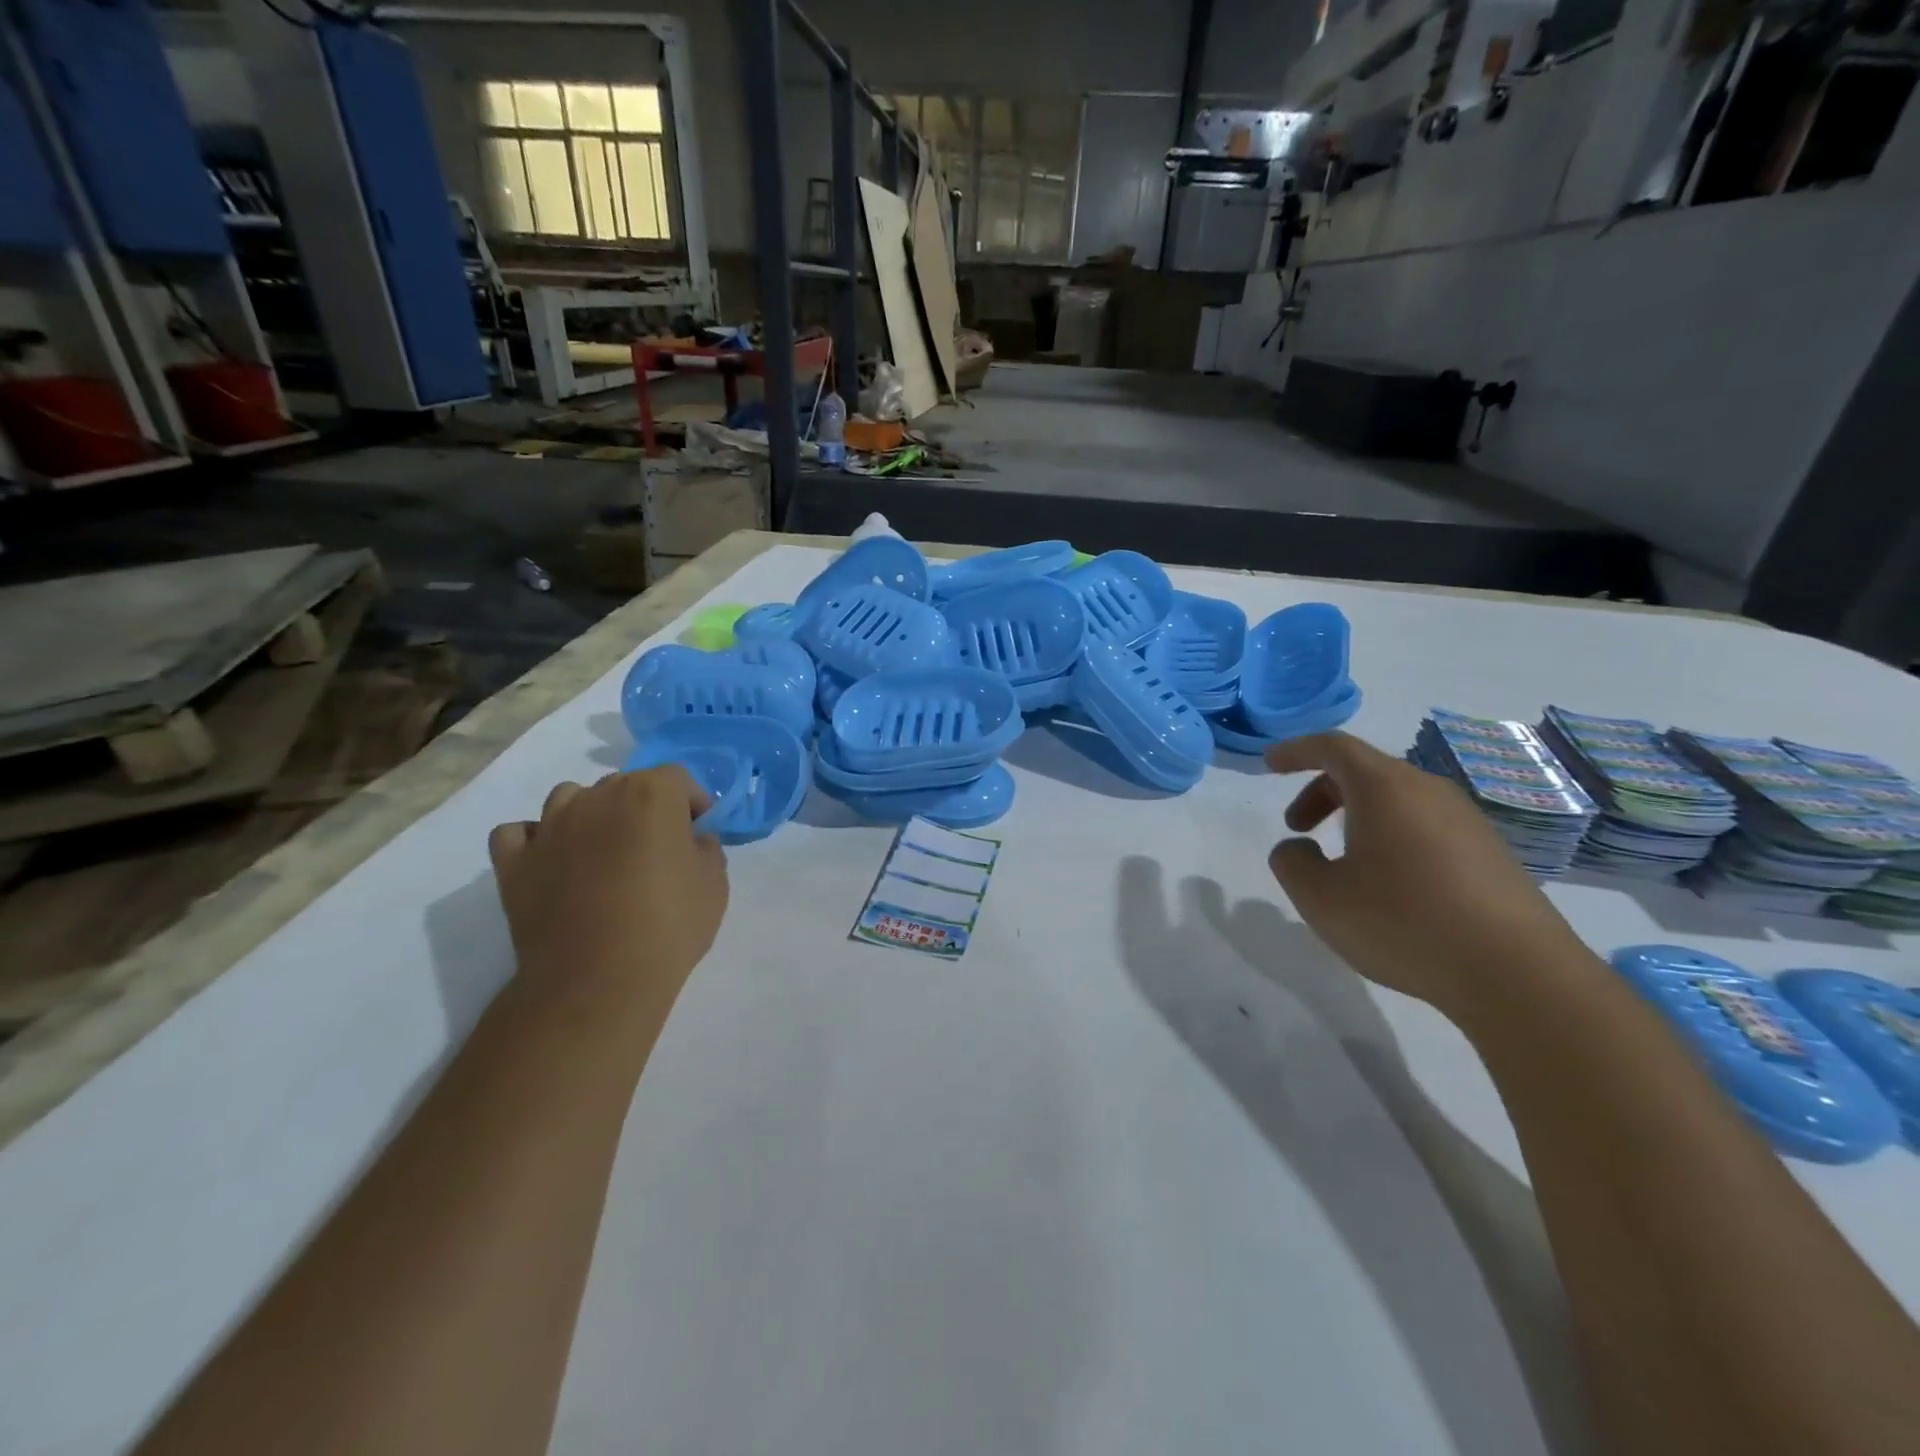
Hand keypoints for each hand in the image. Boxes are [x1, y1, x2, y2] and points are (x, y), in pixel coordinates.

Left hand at [489, 768, 728, 1022]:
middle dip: (644, 808)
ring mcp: (549, 827)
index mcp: (651, 794)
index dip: (692, 804)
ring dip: (590, 815)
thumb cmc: (668, 926)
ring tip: (603, 853)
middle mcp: (597, 797)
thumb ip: (705, 848)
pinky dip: (536, 840)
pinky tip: (553, 862)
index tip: (698, 834)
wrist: (598, 981)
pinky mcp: (514, 862)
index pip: (677, 778)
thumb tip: (691, 841)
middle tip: (655, 850)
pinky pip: (519, 833)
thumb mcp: (715, 884)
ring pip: (570, 798)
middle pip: (624, 784)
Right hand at [1264, 732, 1586, 1013]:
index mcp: (1385, 788)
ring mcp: (1467, 821)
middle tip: (1298, 827)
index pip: (1334, 747)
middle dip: (1322, 791)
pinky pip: (1426, 827)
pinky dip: (1392, 837)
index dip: (1297, 750)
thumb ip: (1292, 864)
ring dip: (1358, 817)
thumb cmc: (1404, 922)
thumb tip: (1296, 848)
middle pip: (1366, 771)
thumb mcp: (1321, 898)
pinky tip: (1390, 886)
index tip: (1270, 764)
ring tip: (1343, 863)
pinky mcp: (1491, 854)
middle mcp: (1428, 791)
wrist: (1518, 974)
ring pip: (1398, 800)